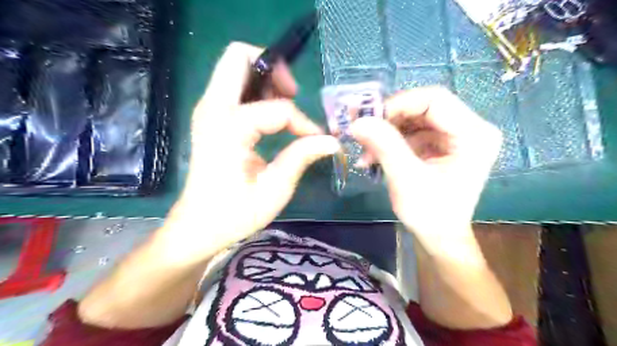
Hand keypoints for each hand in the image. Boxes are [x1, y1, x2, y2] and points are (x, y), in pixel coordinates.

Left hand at [159, 41, 336, 261]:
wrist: (198, 225)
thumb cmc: (235, 213)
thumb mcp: (275, 189)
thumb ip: (302, 157)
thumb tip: (332, 141)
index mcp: (229, 128)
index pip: (278, 108)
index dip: (302, 121)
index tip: (314, 140)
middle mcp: (213, 109)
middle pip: (239, 56)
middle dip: (273, 69)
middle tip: (293, 94)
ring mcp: (207, 110)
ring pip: (235, 68)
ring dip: (265, 78)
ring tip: (284, 107)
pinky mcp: (210, 117)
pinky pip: (233, 86)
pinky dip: (256, 90)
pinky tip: (270, 116)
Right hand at [352, 86, 500, 242]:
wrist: (438, 237)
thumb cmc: (430, 213)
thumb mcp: (406, 178)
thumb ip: (384, 145)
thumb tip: (358, 121)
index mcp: (474, 134)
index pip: (435, 99)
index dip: (399, 104)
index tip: (369, 118)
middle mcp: (470, 129)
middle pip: (423, 108)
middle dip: (389, 119)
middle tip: (362, 131)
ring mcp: (455, 137)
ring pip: (414, 119)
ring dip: (387, 132)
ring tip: (365, 150)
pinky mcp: (441, 146)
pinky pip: (413, 133)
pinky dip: (391, 142)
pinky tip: (373, 156)